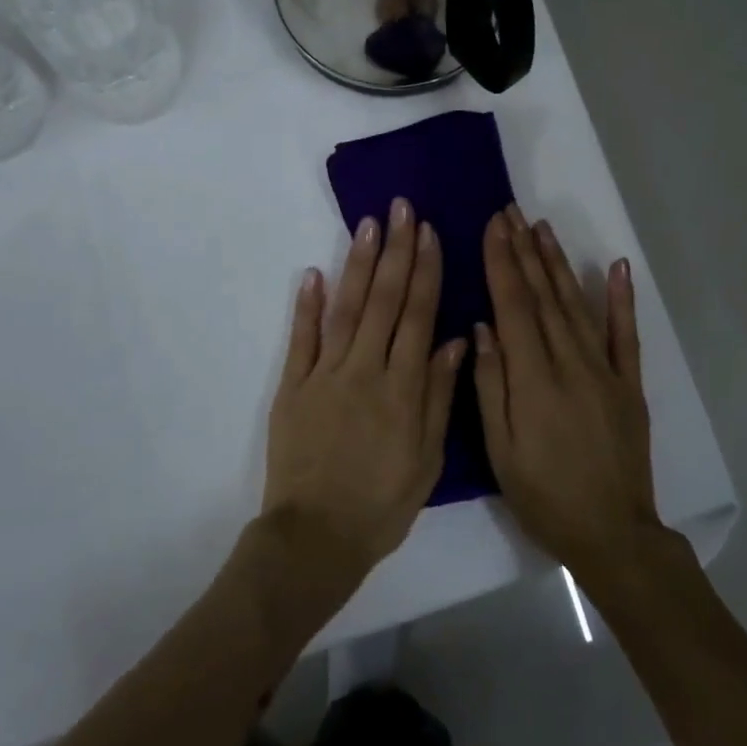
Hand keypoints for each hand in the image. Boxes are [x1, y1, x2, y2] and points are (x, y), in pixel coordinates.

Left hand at [263, 198, 467, 588]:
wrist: (315, 537)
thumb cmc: (381, 504)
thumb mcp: (427, 459)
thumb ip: (440, 396)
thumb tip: (455, 340)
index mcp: (403, 389)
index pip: (418, 316)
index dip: (425, 271)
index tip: (428, 233)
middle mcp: (365, 370)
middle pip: (384, 300)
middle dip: (395, 250)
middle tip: (400, 208)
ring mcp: (324, 375)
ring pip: (346, 309)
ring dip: (358, 264)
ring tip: (368, 225)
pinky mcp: (292, 387)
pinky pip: (301, 339)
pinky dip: (306, 305)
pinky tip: (314, 273)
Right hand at [473, 206, 662, 588]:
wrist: (612, 532)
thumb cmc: (543, 494)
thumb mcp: (500, 449)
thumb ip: (489, 384)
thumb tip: (482, 326)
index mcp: (533, 378)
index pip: (513, 306)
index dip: (502, 262)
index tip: (493, 226)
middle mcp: (570, 362)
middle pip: (543, 296)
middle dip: (524, 251)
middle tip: (511, 212)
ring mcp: (605, 371)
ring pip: (576, 305)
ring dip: (558, 263)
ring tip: (542, 227)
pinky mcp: (629, 384)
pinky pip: (625, 335)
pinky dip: (621, 299)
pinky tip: (615, 266)